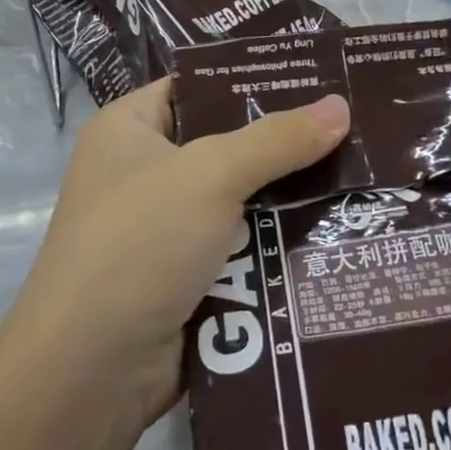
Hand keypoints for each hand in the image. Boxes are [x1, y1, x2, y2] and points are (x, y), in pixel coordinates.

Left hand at [10, 81, 349, 432]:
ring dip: (289, 197)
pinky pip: (241, 246)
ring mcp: (164, 229)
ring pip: (240, 199)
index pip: (198, 86)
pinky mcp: (185, 278)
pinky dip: (276, 243)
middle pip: (226, 143)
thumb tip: (341, 105)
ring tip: (361, 174)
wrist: (89, 374)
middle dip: (284, 142)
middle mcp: (143, 172)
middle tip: (354, 126)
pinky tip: (335, 231)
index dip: (253, 79)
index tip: (317, 75)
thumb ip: (278, 139)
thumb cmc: (140, 243)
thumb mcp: (212, 174)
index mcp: (130, 128)